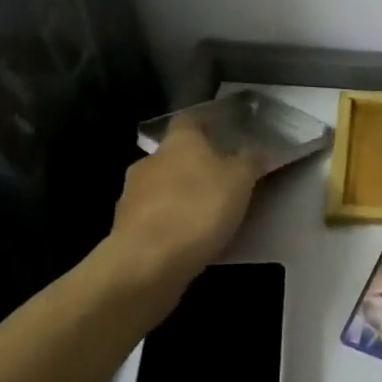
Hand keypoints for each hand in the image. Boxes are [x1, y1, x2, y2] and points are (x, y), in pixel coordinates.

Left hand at [108, 119, 263, 293]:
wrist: (148, 261)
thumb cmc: (199, 208)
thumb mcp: (240, 180)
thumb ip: (250, 161)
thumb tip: (256, 151)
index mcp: (178, 141)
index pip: (190, 119)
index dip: (206, 124)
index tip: (222, 132)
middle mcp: (150, 160)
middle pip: (174, 155)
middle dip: (194, 166)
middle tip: (220, 181)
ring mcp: (132, 194)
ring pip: (161, 187)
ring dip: (179, 196)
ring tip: (204, 215)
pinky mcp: (125, 227)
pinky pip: (153, 217)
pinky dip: (168, 223)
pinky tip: (185, 240)